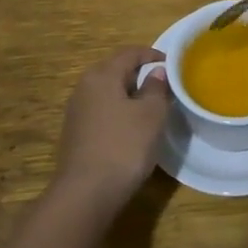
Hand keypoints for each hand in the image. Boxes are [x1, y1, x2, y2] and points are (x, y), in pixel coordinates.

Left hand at [51, 47, 172, 214]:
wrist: (85, 194)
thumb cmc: (124, 146)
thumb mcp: (151, 115)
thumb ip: (156, 89)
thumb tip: (156, 73)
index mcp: (102, 76)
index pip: (129, 53)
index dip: (152, 55)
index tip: (171, 64)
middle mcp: (84, 87)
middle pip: (114, 70)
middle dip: (139, 73)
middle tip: (162, 85)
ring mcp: (76, 112)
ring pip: (106, 92)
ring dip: (128, 94)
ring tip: (149, 107)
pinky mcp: (75, 134)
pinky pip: (100, 111)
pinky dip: (117, 111)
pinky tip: (130, 129)